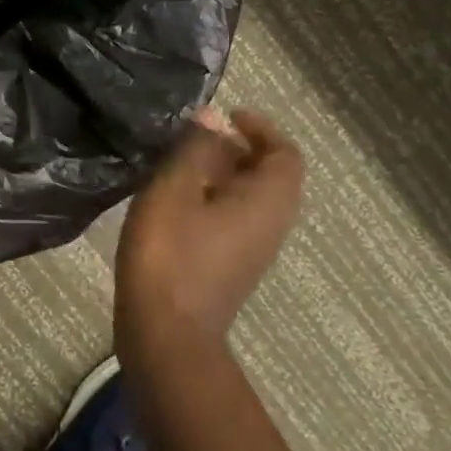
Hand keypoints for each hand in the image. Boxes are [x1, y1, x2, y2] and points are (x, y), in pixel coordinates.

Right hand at [115, 108, 303, 361]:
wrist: (165, 332)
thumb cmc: (170, 253)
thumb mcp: (175, 188)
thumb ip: (196, 148)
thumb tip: (213, 118)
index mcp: (267, 202)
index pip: (285, 153)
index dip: (260, 128)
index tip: (225, 117)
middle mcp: (271, 225)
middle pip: (270, 176)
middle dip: (237, 150)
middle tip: (195, 139)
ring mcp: (253, 251)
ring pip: (250, 200)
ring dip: (222, 175)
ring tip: (179, 166)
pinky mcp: (231, 268)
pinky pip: (234, 220)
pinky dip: (213, 200)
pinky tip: (174, 203)